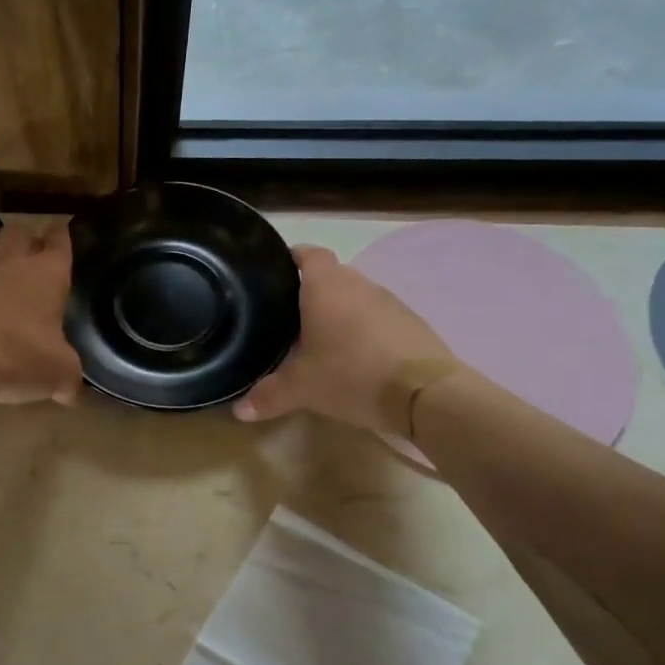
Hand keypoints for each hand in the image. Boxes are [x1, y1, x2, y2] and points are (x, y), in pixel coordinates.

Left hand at [0, 221, 84, 405]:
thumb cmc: (21, 360)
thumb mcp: (61, 374)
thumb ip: (69, 379)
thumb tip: (72, 394)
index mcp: (45, 276)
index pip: (58, 243)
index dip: (61, 235)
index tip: (62, 232)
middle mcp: (5, 266)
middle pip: (16, 231)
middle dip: (22, 233)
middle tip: (25, 245)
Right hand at [234, 245, 459, 431]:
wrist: (424, 393)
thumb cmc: (351, 374)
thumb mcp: (302, 388)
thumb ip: (268, 395)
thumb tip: (239, 410)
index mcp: (326, 286)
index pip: (307, 254)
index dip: (290, 258)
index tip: (273, 273)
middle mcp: (359, 284)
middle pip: (330, 276)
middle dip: (309, 292)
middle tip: (286, 317)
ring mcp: (389, 301)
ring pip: (354, 297)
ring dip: (337, 312)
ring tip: (317, 339)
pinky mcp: (410, 323)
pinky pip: (376, 317)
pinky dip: (361, 329)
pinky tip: (352, 356)